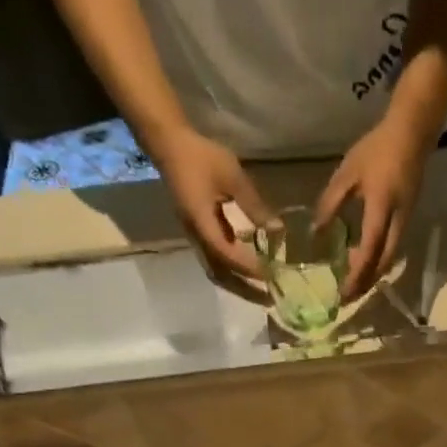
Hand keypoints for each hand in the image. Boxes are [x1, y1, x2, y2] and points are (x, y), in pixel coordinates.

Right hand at [154, 128, 273, 283]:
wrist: (170, 145)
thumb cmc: (201, 157)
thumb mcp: (232, 176)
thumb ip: (254, 204)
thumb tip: (277, 230)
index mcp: (202, 224)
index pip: (228, 255)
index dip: (249, 268)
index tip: (271, 276)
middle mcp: (196, 237)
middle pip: (220, 275)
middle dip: (244, 290)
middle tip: (268, 301)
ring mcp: (195, 236)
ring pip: (216, 270)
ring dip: (238, 285)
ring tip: (261, 293)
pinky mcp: (198, 232)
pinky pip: (215, 260)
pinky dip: (232, 270)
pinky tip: (249, 271)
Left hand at [315, 111, 431, 298]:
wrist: (413, 133)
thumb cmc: (376, 150)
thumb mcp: (347, 174)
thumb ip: (330, 204)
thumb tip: (317, 233)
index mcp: (381, 208)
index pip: (370, 249)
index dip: (357, 274)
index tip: (343, 293)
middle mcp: (397, 221)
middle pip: (384, 263)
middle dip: (366, 283)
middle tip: (347, 298)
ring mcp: (405, 221)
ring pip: (390, 258)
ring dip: (372, 275)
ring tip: (353, 285)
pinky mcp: (407, 219)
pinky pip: (392, 248)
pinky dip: (378, 261)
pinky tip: (364, 262)